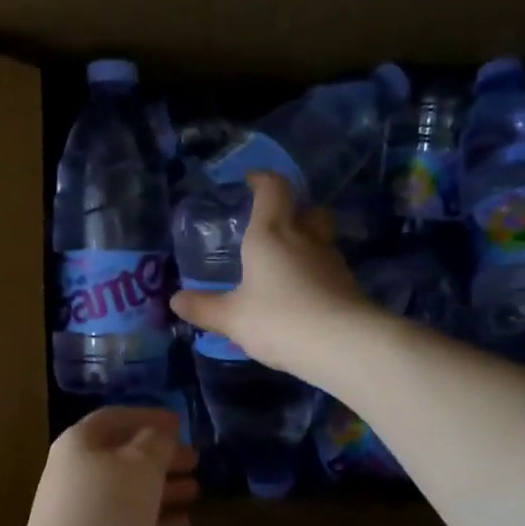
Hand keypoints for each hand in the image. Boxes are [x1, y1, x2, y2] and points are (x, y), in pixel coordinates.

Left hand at [13, 408, 197, 525]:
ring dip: (162, 489)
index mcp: (79, 443)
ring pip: (126, 492)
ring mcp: (78, 513)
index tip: (181, 424)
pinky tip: (182, 525)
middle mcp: (74, 473)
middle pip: (122, 456)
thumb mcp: (141, 465)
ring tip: (196, 492)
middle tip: (195, 461)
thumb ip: (156, 442)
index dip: (148, 417)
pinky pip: (126, 523)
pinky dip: (154, 519)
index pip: (115, 417)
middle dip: (160, 456)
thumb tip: (159, 434)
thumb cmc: (107, 511)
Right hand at [168, 171, 378, 379]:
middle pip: (308, 209)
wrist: (344, 346)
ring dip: (305, 244)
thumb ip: (204, 307)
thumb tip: (175, 300)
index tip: (252, 180)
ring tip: (285, 265)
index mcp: (272, 234)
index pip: (273, 189)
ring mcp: (332, 261)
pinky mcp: (349, 286)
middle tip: (274, 225)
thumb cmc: (280, 320)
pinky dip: (315, 274)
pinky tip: (302, 296)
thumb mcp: (232, 318)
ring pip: (321, 239)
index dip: (263, 179)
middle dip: (294, 210)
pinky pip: (328, 269)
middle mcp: (305, 239)